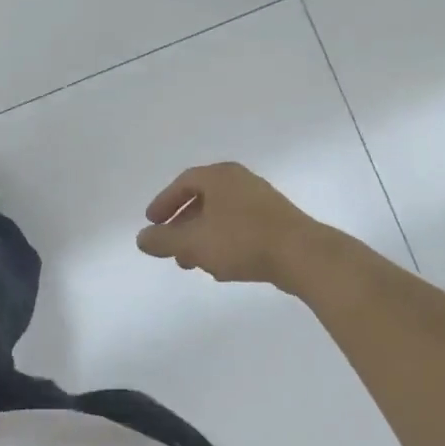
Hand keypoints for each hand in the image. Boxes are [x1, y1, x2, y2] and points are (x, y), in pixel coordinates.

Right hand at [136, 163, 324, 290]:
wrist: (302, 255)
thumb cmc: (242, 241)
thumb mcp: (193, 243)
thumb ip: (163, 240)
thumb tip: (141, 238)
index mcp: (219, 176)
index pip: (184, 183)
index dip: (164, 203)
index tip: (152, 223)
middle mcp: (241, 181)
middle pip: (203, 199)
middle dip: (183, 226)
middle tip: (170, 247)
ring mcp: (262, 201)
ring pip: (221, 216)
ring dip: (202, 238)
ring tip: (192, 264)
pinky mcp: (278, 222)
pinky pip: (241, 228)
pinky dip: (224, 243)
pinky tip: (221, 268)